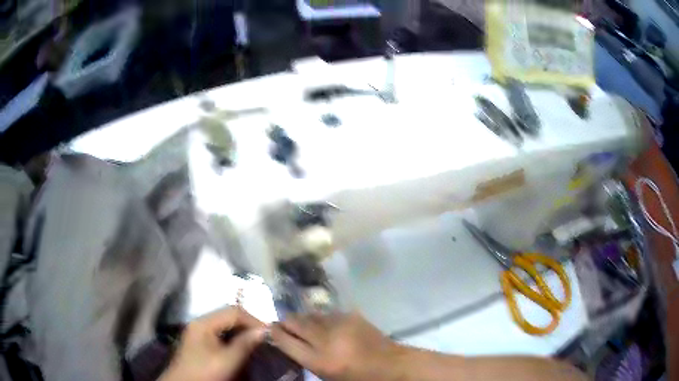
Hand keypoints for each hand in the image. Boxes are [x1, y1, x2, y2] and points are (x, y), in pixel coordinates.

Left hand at [160, 307, 264, 380]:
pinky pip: (221, 333)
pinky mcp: (201, 341)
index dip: (253, 320)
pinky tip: (243, 346)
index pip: (233, 311)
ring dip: (242, 331)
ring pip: (226, 324)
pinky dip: (234, 337)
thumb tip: (265, 330)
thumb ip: (244, 344)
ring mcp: (199, 331)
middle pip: (229, 315)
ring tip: (257, 341)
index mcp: (204, 323)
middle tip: (265, 337)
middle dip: (248, 325)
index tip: (269, 333)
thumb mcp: (227, 360)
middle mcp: (200, 322)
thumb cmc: (204, 373)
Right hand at [270, 312, 403, 380]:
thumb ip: (305, 358)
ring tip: (301, 324)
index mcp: (319, 360)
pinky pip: (326, 313)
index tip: (268, 330)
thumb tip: (287, 342)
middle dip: (284, 322)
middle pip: (294, 322)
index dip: (273, 333)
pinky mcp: (351, 315)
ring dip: (302, 319)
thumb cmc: (358, 377)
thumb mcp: (327, 376)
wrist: (390, 364)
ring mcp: (339, 324)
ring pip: (309, 314)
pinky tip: (323, 324)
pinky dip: (320, 318)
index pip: (285, 341)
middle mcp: (326, 339)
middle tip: (281, 325)